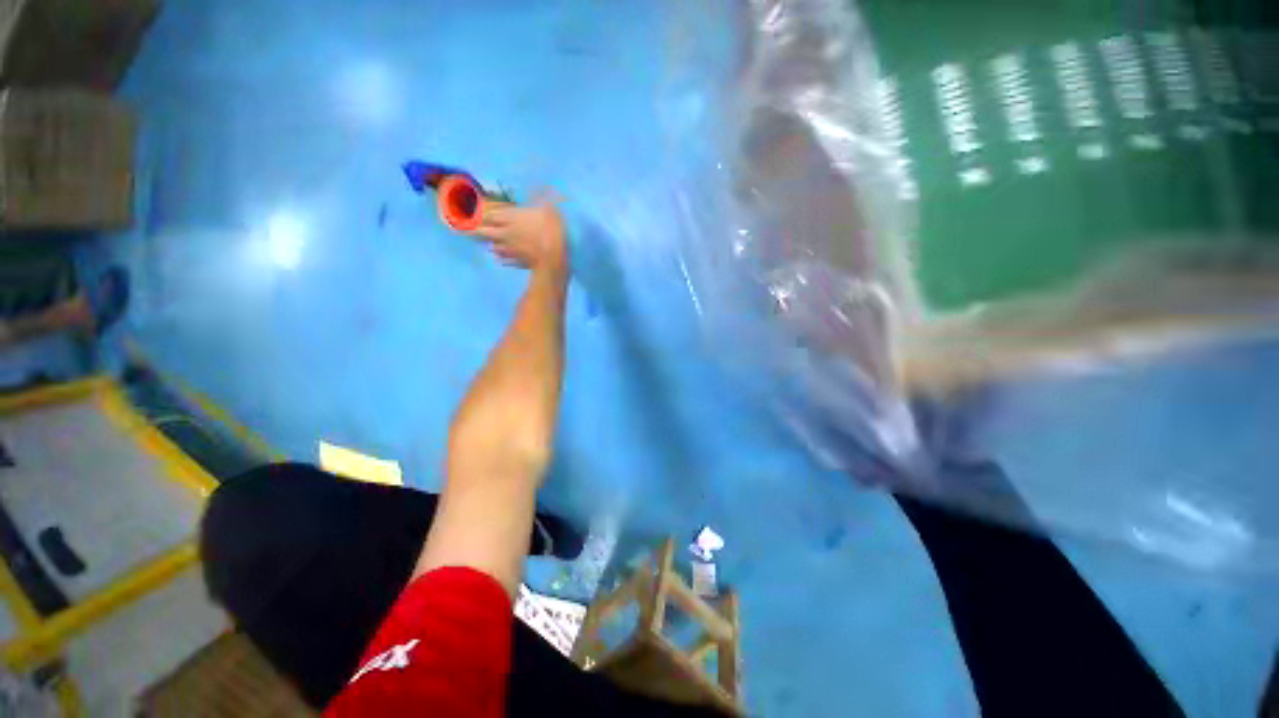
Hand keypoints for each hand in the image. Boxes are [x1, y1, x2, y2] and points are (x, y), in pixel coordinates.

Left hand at [475, 203, 568, 275]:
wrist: (551, 257)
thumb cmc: (550, 229)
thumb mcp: (549, 206)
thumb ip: (541, 196)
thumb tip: (538, 186)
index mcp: (510, 217)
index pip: (491, 214)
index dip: (485, 213)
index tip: (480, 213)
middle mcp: (504, 232)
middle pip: (484, 232)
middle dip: (478, 230)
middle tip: (473, 230)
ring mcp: (508, 248)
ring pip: (492, 247)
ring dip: (490, 244)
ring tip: (488, 243)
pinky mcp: (514, 261)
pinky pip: (503, 259)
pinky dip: (501, 258)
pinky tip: (501, 258)